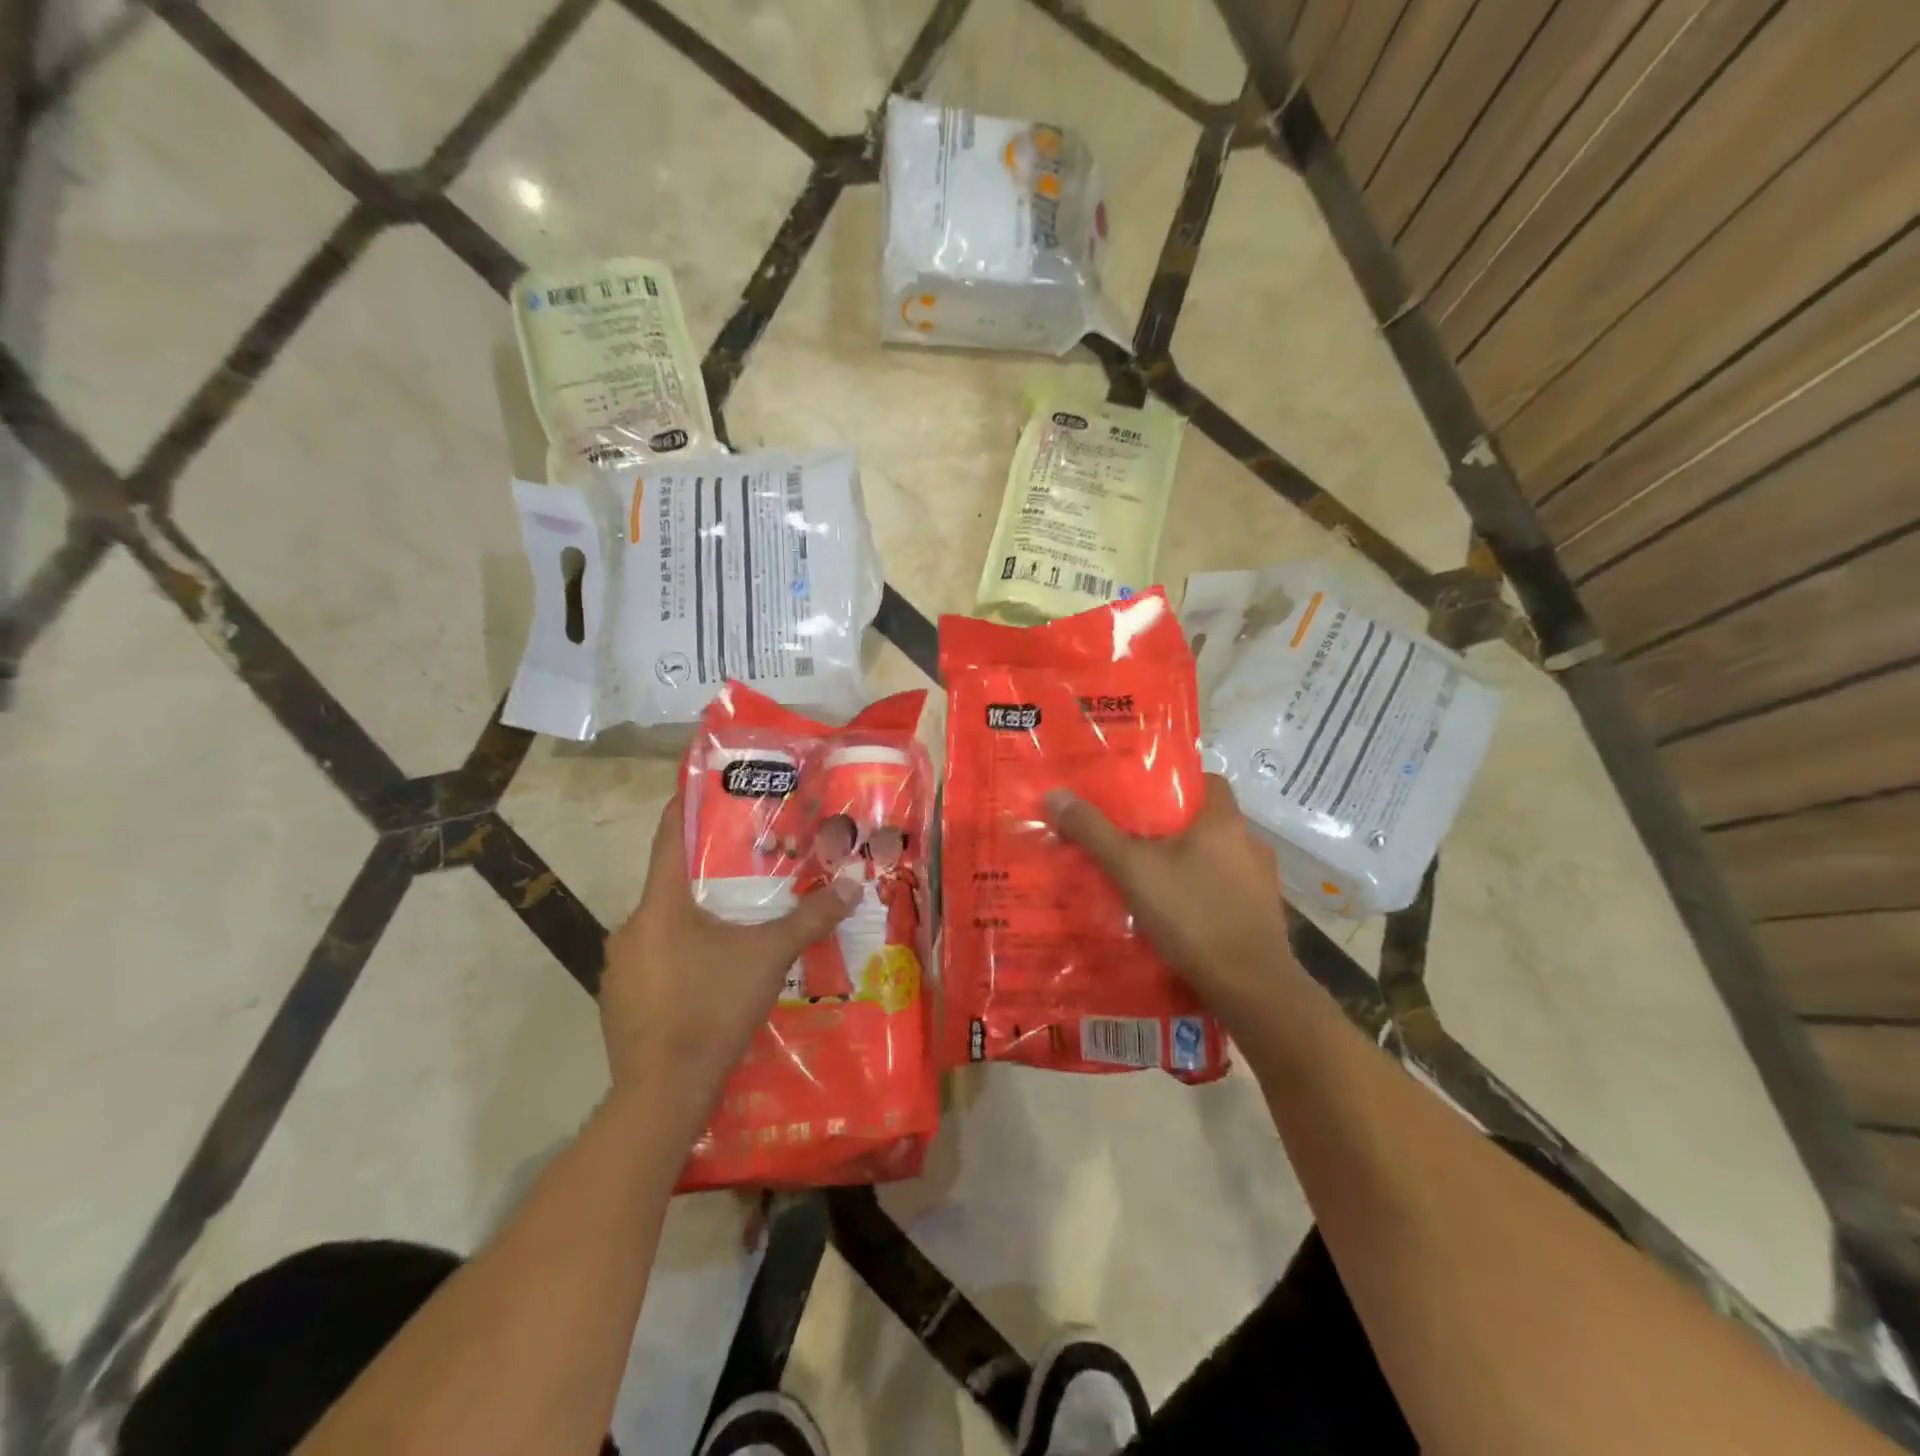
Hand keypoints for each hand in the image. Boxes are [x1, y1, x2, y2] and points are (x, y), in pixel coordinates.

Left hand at [600, 794, 859, 1125]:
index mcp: (660, 905)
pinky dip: (682, 957)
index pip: (670, 837)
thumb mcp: (769, 956)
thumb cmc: (713, 1007)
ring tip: (737, 925)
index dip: (687, 807)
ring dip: (696, 921)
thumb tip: (852, 885)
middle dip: (707, 875)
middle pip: (671, 885)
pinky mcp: (619, 1000)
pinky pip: (654, 961)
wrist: (662, 1093)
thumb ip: (810, 918)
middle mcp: (631, 927)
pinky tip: (713, 976)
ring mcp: (619, 967)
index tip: (707, 787)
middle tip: (748, 868)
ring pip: (664, 926)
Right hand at [1044, 774, 1299, 1024]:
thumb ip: (1094, 832)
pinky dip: (1203, 893)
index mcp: (1224, 821)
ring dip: (1189, 862)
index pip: (1206, 780)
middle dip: (1172, 828)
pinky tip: (1178, 912)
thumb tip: (1056, 794)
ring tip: (1151, 876)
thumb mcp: (1132, 870)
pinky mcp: (1263, 915)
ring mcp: (1262, 881)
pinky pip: (1226, 890)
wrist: (1250, 987)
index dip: (1175, 783)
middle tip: (1133, 837)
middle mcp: (1250, 843)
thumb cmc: (1192, 914)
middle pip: (1207, 821)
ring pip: (1217, 858)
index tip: (1142, 796)